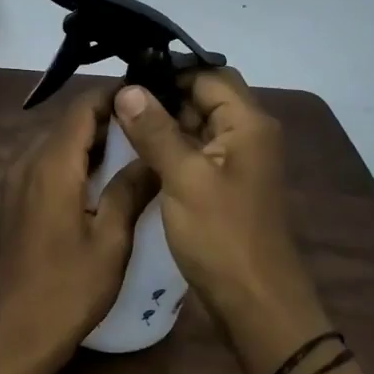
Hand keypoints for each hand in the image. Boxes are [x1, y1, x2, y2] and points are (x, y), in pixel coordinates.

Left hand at [0, 89, 159, 360]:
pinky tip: (96, 181)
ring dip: (88, 140)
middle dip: (106, 117)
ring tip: (130, 149)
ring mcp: (11, 182)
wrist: (11, 335)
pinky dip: (70, 161)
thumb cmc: (68, 290)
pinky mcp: (8, 201)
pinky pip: (42, 164)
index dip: (115, 95)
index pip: (82, 107)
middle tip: (147, 125)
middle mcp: (25, 163)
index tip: (148, 96)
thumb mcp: (110, 241)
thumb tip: (153, 156)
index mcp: (51, 165)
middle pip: (67, 122)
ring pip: (54, 142)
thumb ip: (130, 190)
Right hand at [111, 70, 315, 339]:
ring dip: (167, 122)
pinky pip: (199, 151)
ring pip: (200, 124)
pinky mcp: (228, 185)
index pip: (208, 74)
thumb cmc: (222, 236)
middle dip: (165, 96)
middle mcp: (249, 133)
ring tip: (121, 123)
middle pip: (206, 96)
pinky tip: (140, 153)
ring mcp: (240, 161)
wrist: (255, 302)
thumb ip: (156, 131)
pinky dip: (173, 147)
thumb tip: (128, 89)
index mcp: (248, 122)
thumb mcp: (183, 179)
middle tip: (118, 102)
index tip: (126, 76)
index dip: (169, 71)